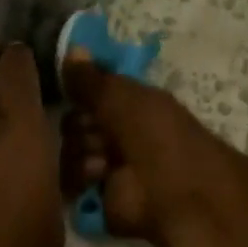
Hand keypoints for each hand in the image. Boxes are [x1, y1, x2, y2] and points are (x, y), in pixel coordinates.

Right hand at [59, 51, 247, 246]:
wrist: (178, 195)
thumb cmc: (158, 135)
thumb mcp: (123, 96)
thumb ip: (91, 78)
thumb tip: (71, 47)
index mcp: (130, 105)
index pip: (89, 92)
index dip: (79, 91)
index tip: (70, 91)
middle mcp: (117, 133)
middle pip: (74, 122)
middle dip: (79, 126)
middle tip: (97, 133)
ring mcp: (108, 167)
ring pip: (69, 151)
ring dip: (81, 153)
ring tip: (101, 162)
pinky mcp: (99, 199)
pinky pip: (70, 184)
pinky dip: (78, 180)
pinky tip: (95, 179)